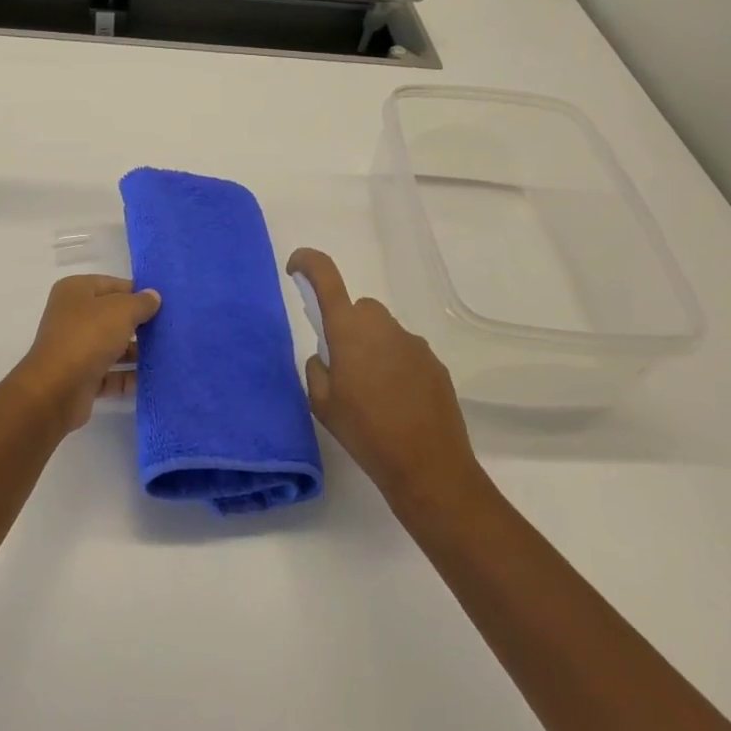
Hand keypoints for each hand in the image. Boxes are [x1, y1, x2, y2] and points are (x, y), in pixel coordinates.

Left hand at [12, 275, 161, 434]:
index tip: (164, 304)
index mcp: (76, 291)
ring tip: (167, 354)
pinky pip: (111, 373)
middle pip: (114, 316)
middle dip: (140, 324)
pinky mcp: (81, 376)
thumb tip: (153, 296)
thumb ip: (141, 302)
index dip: (138, 292)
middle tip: (170, 329)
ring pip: (113, 345)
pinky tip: (154, 378)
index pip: (114, 285)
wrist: (56, 390)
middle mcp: (73, 316)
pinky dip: (129, 376)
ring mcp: (76, 347)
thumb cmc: (88, 337)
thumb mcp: (121, 311)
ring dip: (137, 351)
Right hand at [288, 248, 485, 510]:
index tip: (295, 268)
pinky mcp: (434, 363)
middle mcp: (382, 325)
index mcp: (348, 329)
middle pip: (358, 309)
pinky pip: (405, 353)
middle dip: (347, 327)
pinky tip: (396, 404)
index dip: (307, 263)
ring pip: (383, 332)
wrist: (429, 467)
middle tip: (341, 366)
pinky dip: (395, 367)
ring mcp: (413, 343)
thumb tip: (327, 356)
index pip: (325, 276)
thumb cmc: (365, 432)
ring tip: (371, 394)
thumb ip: (317, 368)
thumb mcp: (321, 404)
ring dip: (372, 349)